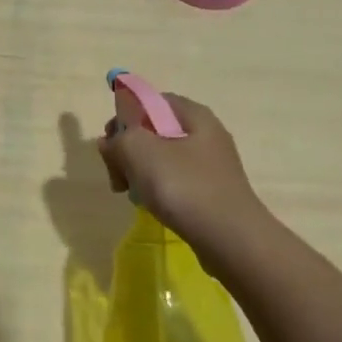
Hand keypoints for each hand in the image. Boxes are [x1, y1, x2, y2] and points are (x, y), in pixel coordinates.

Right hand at [98, 89, 270, 251]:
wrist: (231, 239)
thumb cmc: (185, 187)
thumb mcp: (139, 151)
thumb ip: (118, 138)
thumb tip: (111, 143)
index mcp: (194, 115)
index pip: (151, 101)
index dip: (125, 116)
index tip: (111, 144)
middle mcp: (206, 134)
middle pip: (154, 131)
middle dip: (129, 150)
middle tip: (117, 176)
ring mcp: (211, 165)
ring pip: (163, 159)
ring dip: (140, 173)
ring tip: (132, 195)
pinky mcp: (212, 192)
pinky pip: (176, 181)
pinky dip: (159, 190)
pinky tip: (152, 206)